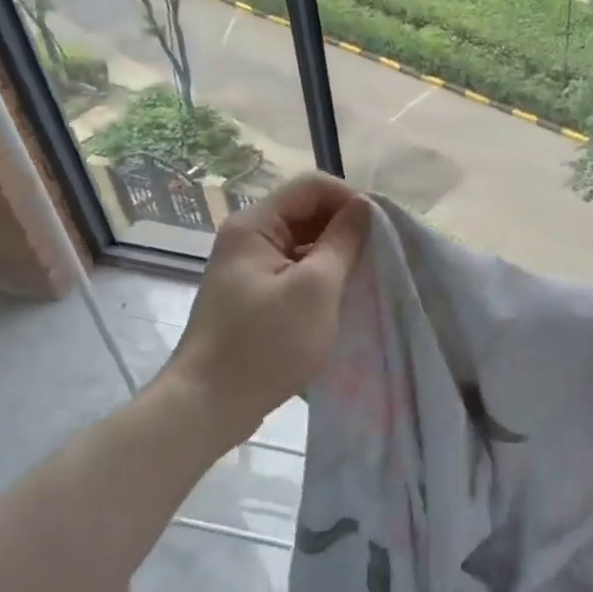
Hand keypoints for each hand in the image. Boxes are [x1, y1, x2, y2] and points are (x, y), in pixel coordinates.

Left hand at [163, 172, 370, 439]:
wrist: (209, 404)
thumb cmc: (266, 343)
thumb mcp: (316, 289)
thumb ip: (343, 241)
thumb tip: (365, 206)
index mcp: (255, 225)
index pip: (312, 187)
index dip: (351, 199)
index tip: (383, 229)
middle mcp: (248, 238)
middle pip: (306, 213)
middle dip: (346, 228)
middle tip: (381, 255)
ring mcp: (248, 269)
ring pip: (303, 245)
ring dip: (336, 256)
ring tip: (367, 278)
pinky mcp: (253, 297)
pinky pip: (294, 272)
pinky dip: (321, 279)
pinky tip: (342, 300)